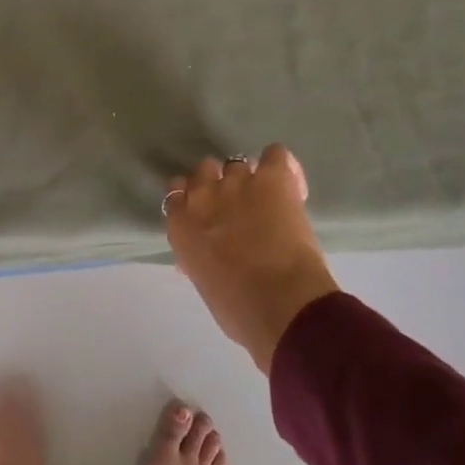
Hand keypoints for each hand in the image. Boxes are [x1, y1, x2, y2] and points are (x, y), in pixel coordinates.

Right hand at [164, 145, 338, 372]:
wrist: (281, 304)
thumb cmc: (238, 309)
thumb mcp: (204, 284)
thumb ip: (196, 260)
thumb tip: (199, 258)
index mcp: (180, 224)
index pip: (176, 193)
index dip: (192, 199)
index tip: (206, 213)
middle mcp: (203, 195)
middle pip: (205, 170)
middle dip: (218, 184)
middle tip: (237, 207)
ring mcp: (237, 182)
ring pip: (237, 164)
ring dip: (249, 179)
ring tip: (267, 199)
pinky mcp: (272, 178)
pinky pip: (275, 155)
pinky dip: (280, 165)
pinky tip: (288, 182)